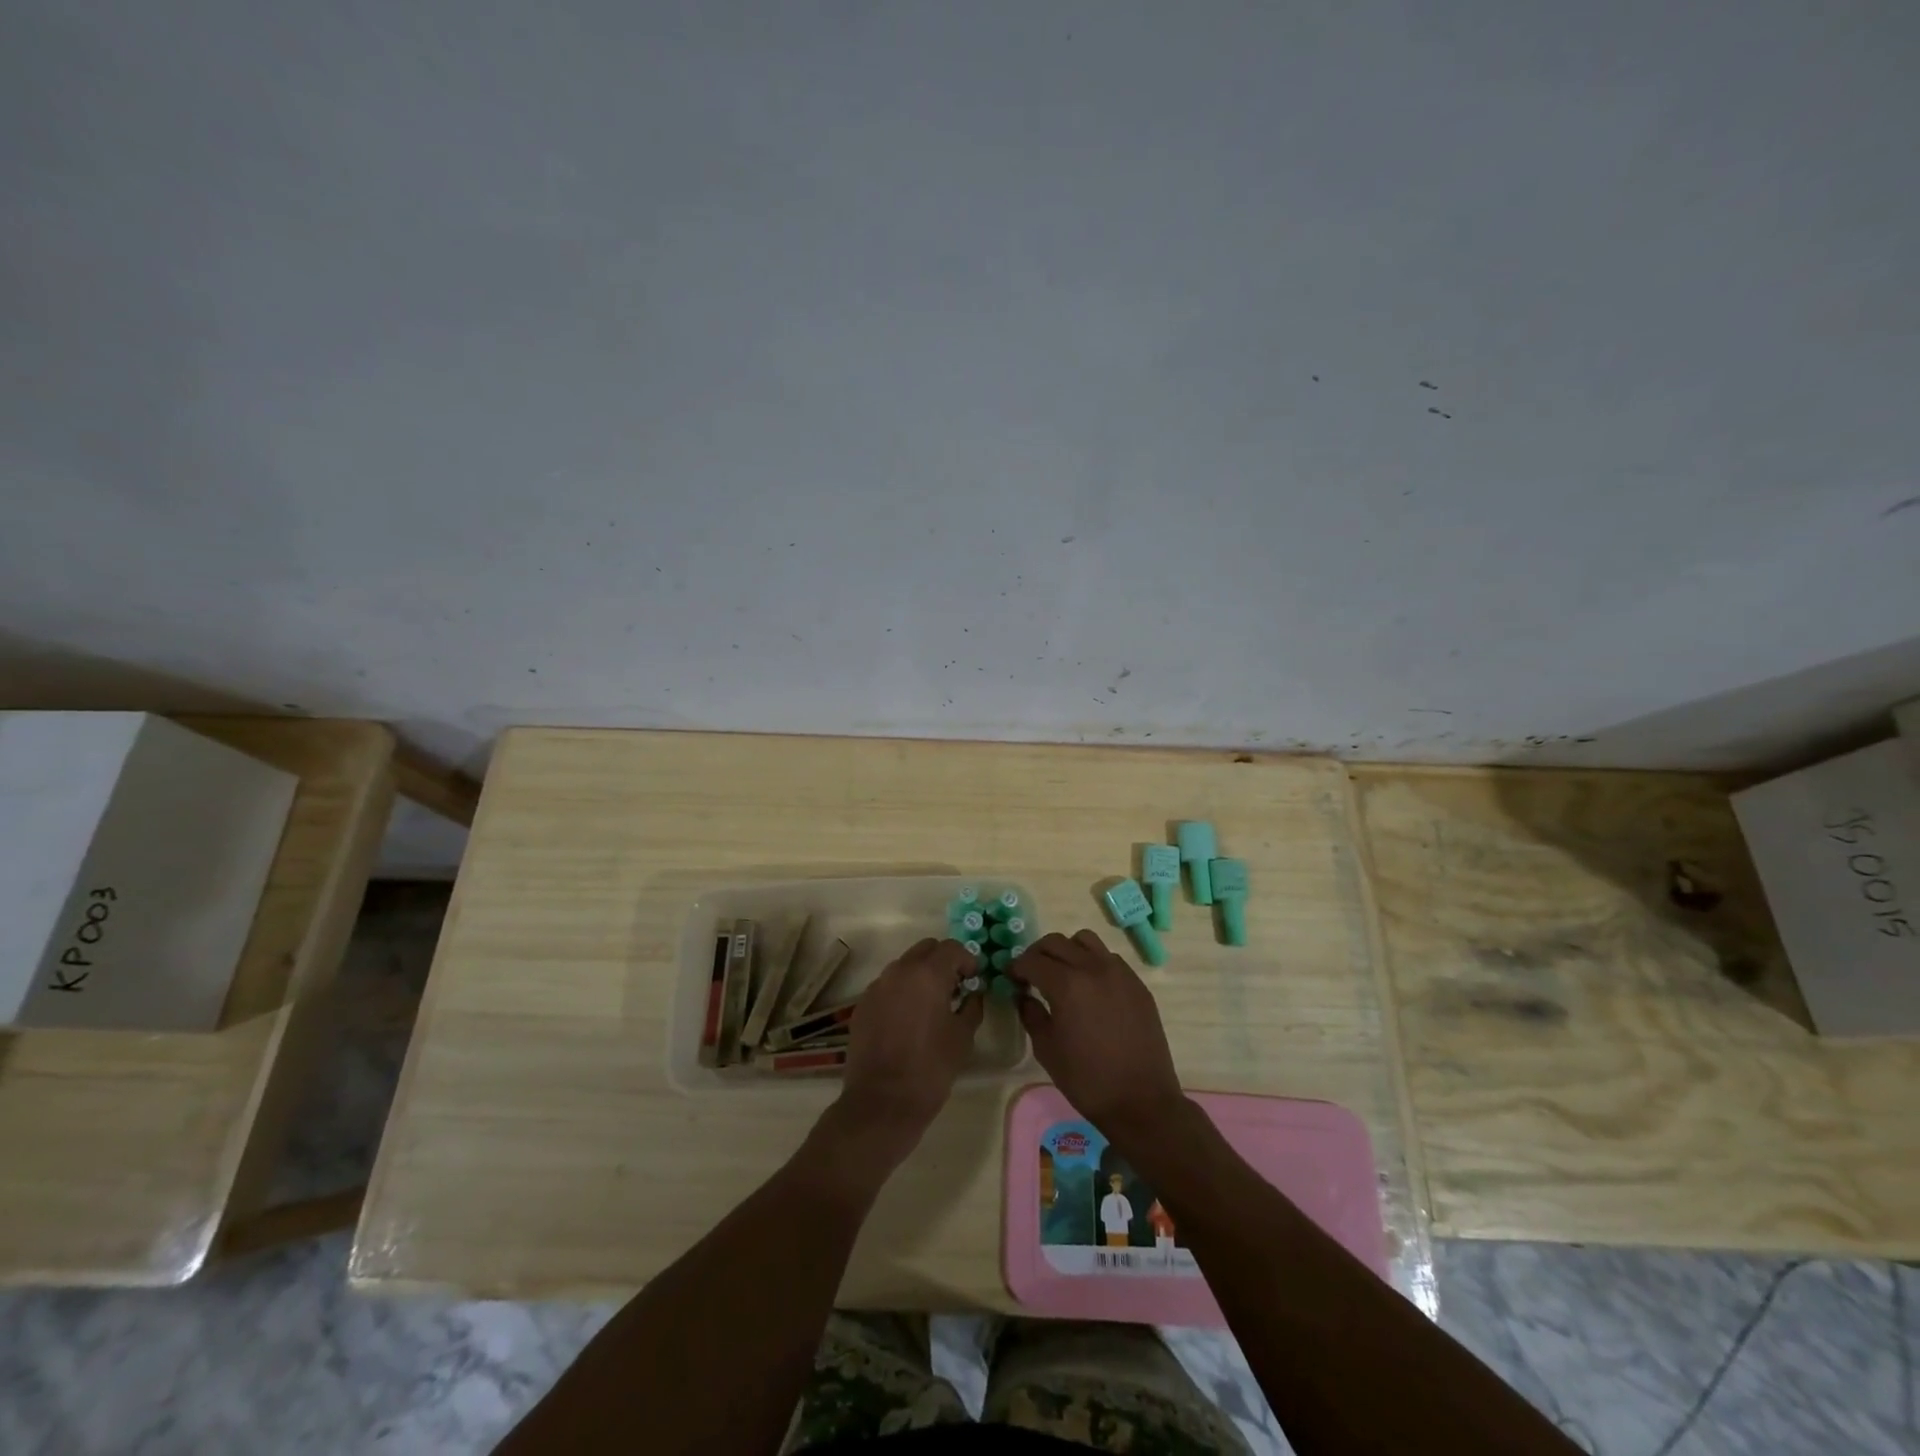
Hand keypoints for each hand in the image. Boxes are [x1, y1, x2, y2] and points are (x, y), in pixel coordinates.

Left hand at [839, 938, 982, 1153]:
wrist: (882, 1103)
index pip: (952, 948)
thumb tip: (973, 994)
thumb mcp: (962, 1037)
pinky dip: (901, 991)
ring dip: (921, 975)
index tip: (974, 980)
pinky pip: (887, 986)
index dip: (968, 960)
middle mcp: (899, 971)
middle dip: (943, 961)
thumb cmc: (930, 1069)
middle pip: (926, 949)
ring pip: (904, 965)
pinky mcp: (862, 1005)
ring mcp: (877, 987)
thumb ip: (972, 1007)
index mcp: (927, 974)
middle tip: (955, 987)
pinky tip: (908, 1019)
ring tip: (931, 1004)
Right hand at [1014, 930, 1185, 1143]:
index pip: (1032, 960)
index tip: (1011, 978)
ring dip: (1067, 950)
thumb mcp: (1047, 1049)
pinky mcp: (1137, 983)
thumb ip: (1031, 1014)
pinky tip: (1090, 987)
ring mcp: (1119, 972)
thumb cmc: (1087, 1079)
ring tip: (1062, 973)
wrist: (1141, 1101)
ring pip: (1085, 941)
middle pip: (1056, 942)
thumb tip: (1023, 995)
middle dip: (1037, 954)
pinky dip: (1092, 962)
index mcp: (1066, 984)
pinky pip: (1109, 958)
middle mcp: (1093, 968)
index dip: (1016, 967)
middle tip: (1031, 974)